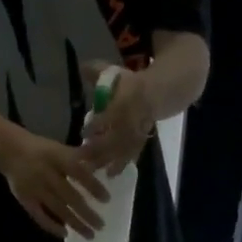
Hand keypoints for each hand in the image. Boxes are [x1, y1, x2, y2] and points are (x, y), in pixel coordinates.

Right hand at [0, 130, 109, 239]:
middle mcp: (46, 174)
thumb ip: (78, 158)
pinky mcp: (25, 200)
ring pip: (58, 209)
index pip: (79, 173)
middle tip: (101, 225)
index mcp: (56, 158)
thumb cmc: (40, 149)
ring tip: (90, 235)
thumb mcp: (59, 148)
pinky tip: (65, 234)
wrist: (9, 150)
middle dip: (87, 212)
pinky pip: (39, 216)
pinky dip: (52, 226)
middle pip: (70, 196)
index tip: (107, 200)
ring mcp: (35, 189)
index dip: (93, 186)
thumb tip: (102, 168)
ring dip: (75, 223)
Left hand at [77, 59, 155, 178]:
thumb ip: (98, 72)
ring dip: (108, 161)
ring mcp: (137, 132)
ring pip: (122, 150)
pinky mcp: (141, 141)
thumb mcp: (116, 74)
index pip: (109, 116)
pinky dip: (122, 164)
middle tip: (83, 158)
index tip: (83, 133)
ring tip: (94, 171)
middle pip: (114, 138)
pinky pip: (131, 155)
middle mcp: (131, 120)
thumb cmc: (131, 84)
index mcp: (124, 102)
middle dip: (99, 149)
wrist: (160, 92)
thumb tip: (81, 67)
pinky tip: (111, 174)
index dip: (96, 125)